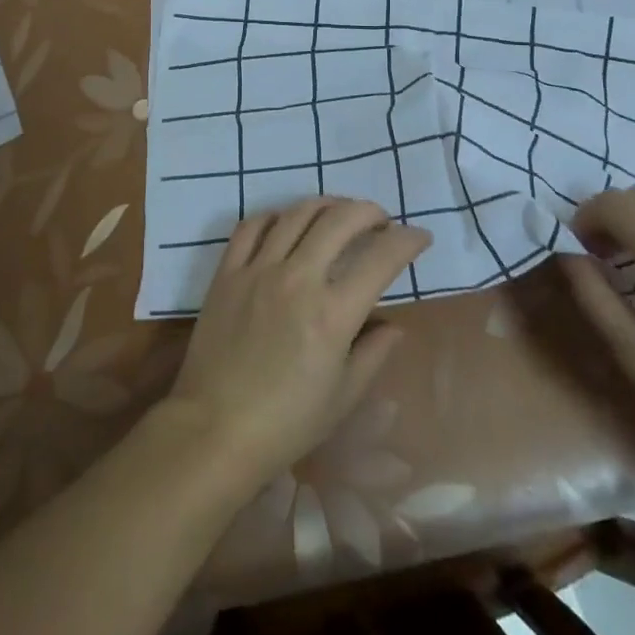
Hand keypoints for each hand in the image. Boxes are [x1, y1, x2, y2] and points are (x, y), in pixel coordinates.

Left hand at [161, 197, 429, 489]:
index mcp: (332, 314)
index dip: (407, 240)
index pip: (381, 258)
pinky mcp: (227, 272)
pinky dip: (275, 215)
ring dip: (327, 205)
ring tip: (340, 213)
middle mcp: (297, 279)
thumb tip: (394, 325)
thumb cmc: (286, 423)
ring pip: (297, 213)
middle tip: (380, 221)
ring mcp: (258, 270)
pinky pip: (252, 226)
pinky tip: (287, 222)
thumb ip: (374, 353)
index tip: (420, 237)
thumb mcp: (343, 397)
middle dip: (369, 212)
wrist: (214, 430)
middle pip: (340, 220)